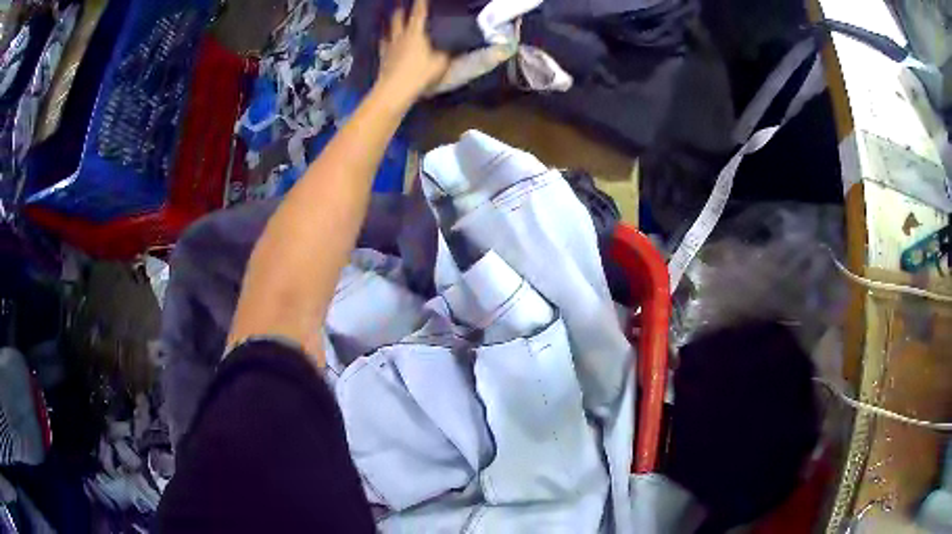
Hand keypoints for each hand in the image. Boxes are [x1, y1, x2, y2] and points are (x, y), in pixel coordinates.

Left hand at [375, 0, 449, 106]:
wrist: (394, 91)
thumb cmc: (420, 74)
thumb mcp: (441, 63)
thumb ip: (447, 52)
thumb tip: (453, 46)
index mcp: (416, 33)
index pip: (419, 13)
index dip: (421, 3)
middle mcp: (400, 36)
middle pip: (399, 18)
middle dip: (401, 10)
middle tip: (402, 5)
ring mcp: (389, 47)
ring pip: (389, 30)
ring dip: (390, 23)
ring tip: (391, 19)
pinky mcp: (383, 59)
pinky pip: (383, 45)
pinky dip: (384, 40)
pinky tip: (385, 40)